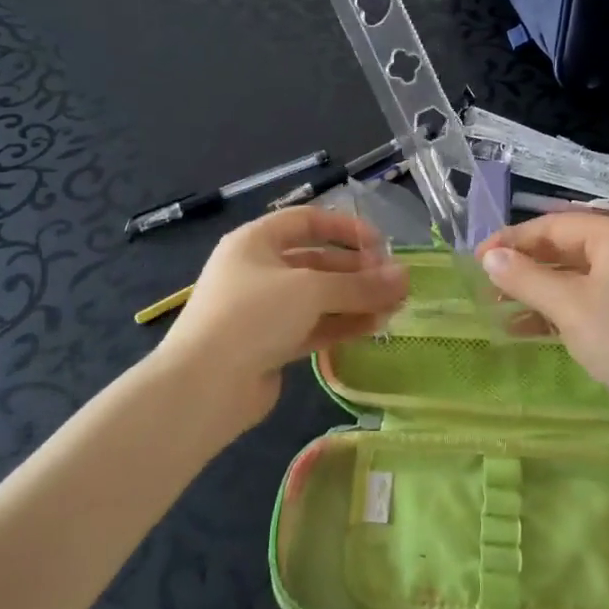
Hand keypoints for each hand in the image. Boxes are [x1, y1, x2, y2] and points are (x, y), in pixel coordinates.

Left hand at [156, 208, 407, 430]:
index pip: (308, 221)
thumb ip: (360, 285)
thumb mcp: (310, 290)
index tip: (381, 246)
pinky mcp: (270, 345)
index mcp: (256, 242)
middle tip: (395, 283)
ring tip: (394, 307)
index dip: (346, 229)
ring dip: (354, 299)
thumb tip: (405, 278)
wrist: (203, 387)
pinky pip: (312, 326)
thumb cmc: (253, 316)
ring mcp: (263, 310)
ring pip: (317, 297)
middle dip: (357, 271)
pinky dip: (341, 324)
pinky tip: (373, 327)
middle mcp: (258, 270)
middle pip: (316, 261)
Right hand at [476, 213, 608, 451]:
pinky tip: (524, 327)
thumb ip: (525, 277)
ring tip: (497, 304)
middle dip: (524, 264)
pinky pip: (586, 302)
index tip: (477, 258)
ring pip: (573, 277)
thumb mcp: (568, 305)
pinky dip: (556, 310)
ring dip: (536, 289)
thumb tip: (489, 256)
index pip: (554, 225)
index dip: (513, 239)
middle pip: (564, 247)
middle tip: (486, 282)